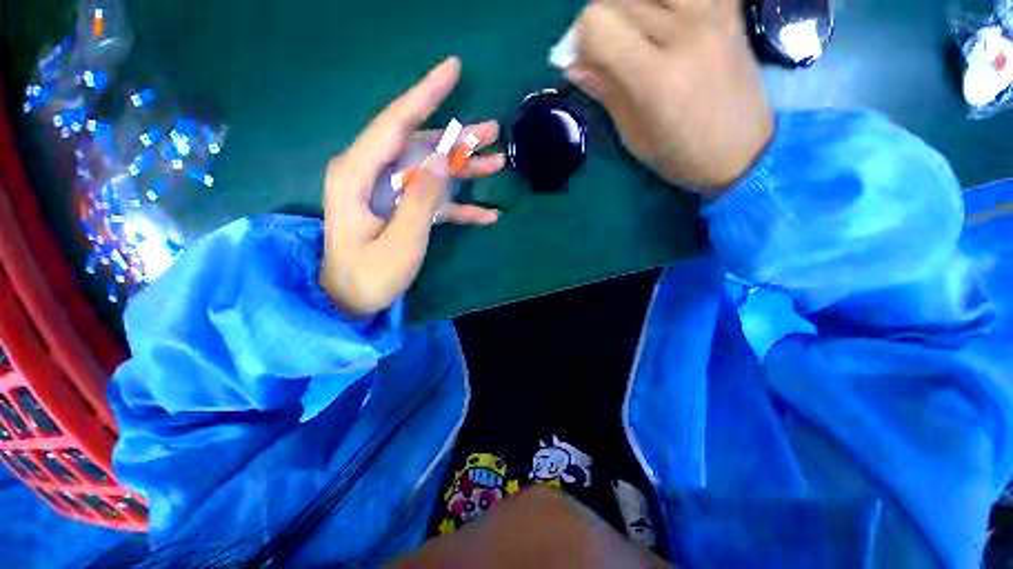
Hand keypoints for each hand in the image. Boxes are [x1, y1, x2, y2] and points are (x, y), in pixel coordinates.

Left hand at [320, 57, 504, 316]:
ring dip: (464, 168)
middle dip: (457, 138)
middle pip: (419, 145)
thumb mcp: (400, 240)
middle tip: (493, 131)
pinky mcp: (403, 209)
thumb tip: (441, 159)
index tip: (453, 69)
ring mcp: (390, 193)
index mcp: (359, 174)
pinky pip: (433, 200)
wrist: (352, 300)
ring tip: (497, 162)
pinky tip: (487, 215)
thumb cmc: (370, 275)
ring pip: (431, 170)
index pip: (395, 122)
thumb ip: (421, 199)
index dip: (425, 94)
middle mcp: (373, 174)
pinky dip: (460, 205)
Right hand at [566, 0, 773, 188]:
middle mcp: (684, 32)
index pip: (598, 23)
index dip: (580, 38)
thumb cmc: (681, 155)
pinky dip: (666, 2)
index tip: (584, 59)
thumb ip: (605, 91)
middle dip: (601, 21)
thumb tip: (573, 64)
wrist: (744, 150)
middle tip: (606, 49)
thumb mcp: (633, 135)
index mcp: (655, 76)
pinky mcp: (729, 8)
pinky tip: (664, 20)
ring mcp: (712, 13)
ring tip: (635, 32)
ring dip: (631, 5)